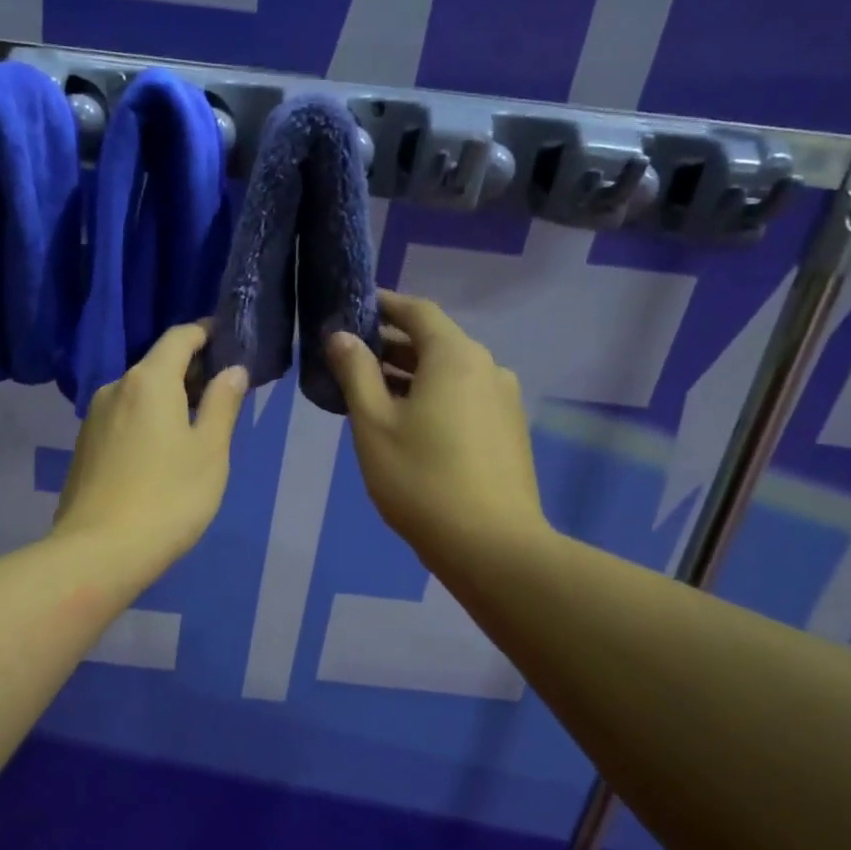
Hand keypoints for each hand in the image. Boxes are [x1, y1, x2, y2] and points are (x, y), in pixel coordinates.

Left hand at [53, 321, 247, 583]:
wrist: (99, 552)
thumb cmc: (168, 498)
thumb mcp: (210, 451)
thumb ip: (222, 404)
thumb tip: (231, 370)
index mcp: (148, 380)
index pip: (179, 337)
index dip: (206, 332)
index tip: (229, 341)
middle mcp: (115, 388)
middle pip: (156, 365)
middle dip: (190, 371)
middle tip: (222, 392)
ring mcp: (93, 419)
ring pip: (137, 395)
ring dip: (167, 399)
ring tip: (195, 426)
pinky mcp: (84, 447)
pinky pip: (122, 419)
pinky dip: (146, 421)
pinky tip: (161, 452)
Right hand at [326, 290, 546, 571]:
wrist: (490, 544)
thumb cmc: (420, 479)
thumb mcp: (374, 424)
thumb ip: (356, 373)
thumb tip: (341, 336)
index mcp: (455, 356)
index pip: (417, 311)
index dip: (384, 305)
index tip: (354, 308)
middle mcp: (487, 367)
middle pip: (436, 341)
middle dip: (393, 344)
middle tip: (352, 357)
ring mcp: (504, 400)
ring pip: (450, 373)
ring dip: (412, 374)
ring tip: (374, 393)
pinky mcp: (509, 430)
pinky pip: (465, 398)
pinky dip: (434, 397)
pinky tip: (410, 424)